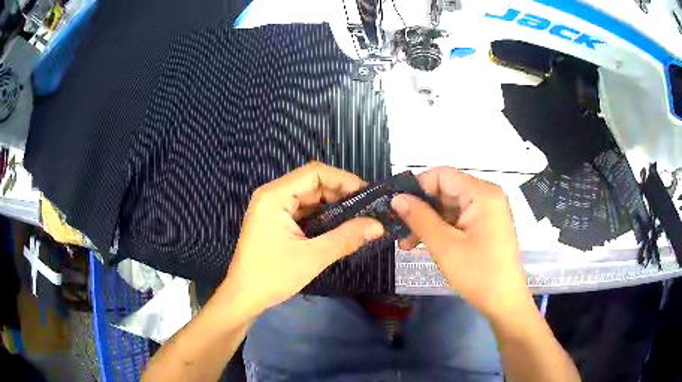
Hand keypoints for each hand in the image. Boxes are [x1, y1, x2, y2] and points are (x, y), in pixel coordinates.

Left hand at [218, 162, 383, 317]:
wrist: (243, 298)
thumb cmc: (272, 276)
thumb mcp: (312, 257)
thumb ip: (346, 238)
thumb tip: (378, 226)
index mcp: (275, 196)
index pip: (315, 173)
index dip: (344, 179)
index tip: (368, 194)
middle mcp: (272, 196)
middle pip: (313, 183)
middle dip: (341, 194)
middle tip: (368, 209)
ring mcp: (273, 209)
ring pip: (309, 198)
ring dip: (334, 207)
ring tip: (360, 218)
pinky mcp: (276, 222)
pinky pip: (303, 212)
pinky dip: (323, 218)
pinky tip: (340, 227)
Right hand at [391, 167, 530, 319]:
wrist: (505, 301)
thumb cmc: (478, 274)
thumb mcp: (445, 246)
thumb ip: (420, 218)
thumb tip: (397, 198)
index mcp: (482, 194)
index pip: (442, 175)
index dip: (417, 188)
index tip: (397, 207)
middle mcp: (487, 196)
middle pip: (446, 190)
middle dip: (421, 209)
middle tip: (399, 230)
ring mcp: (488, 211)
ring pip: (450, 206)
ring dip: (428, 222)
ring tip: (406, 243)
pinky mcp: (486, 225)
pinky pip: (459, 218)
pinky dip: (441, 229)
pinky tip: (424, 243)